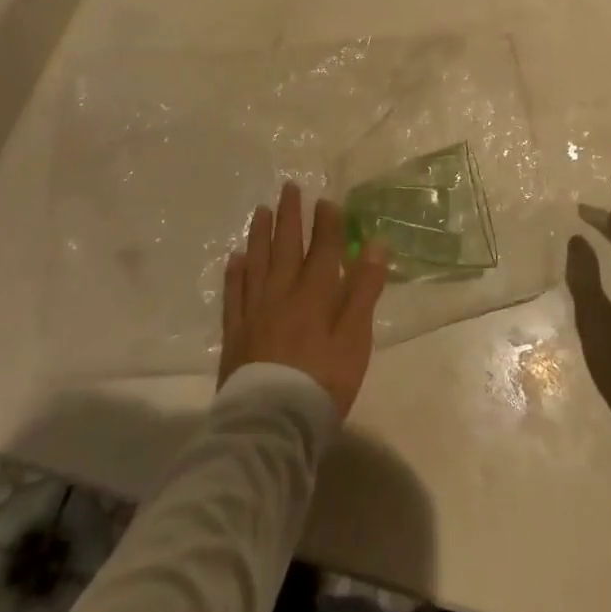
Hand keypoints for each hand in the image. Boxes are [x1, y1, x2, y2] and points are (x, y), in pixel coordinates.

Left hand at [220, 182, 388, 419]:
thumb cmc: (323, 382)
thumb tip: (376, 244)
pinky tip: (235, 258)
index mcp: (315, 293)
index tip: (326, 199)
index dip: (327, 222)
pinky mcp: (235, 333)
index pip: (323, 248)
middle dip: (290, 215)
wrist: (272, 423)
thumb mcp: (356, 338)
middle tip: (288, 187)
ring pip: (257, 262)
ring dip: (260, 234)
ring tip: (261, 211)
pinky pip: (234, 294)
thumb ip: (364, 290)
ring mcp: (255, 311)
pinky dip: (235, 273)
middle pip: (286, 246)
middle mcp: (282, 293)